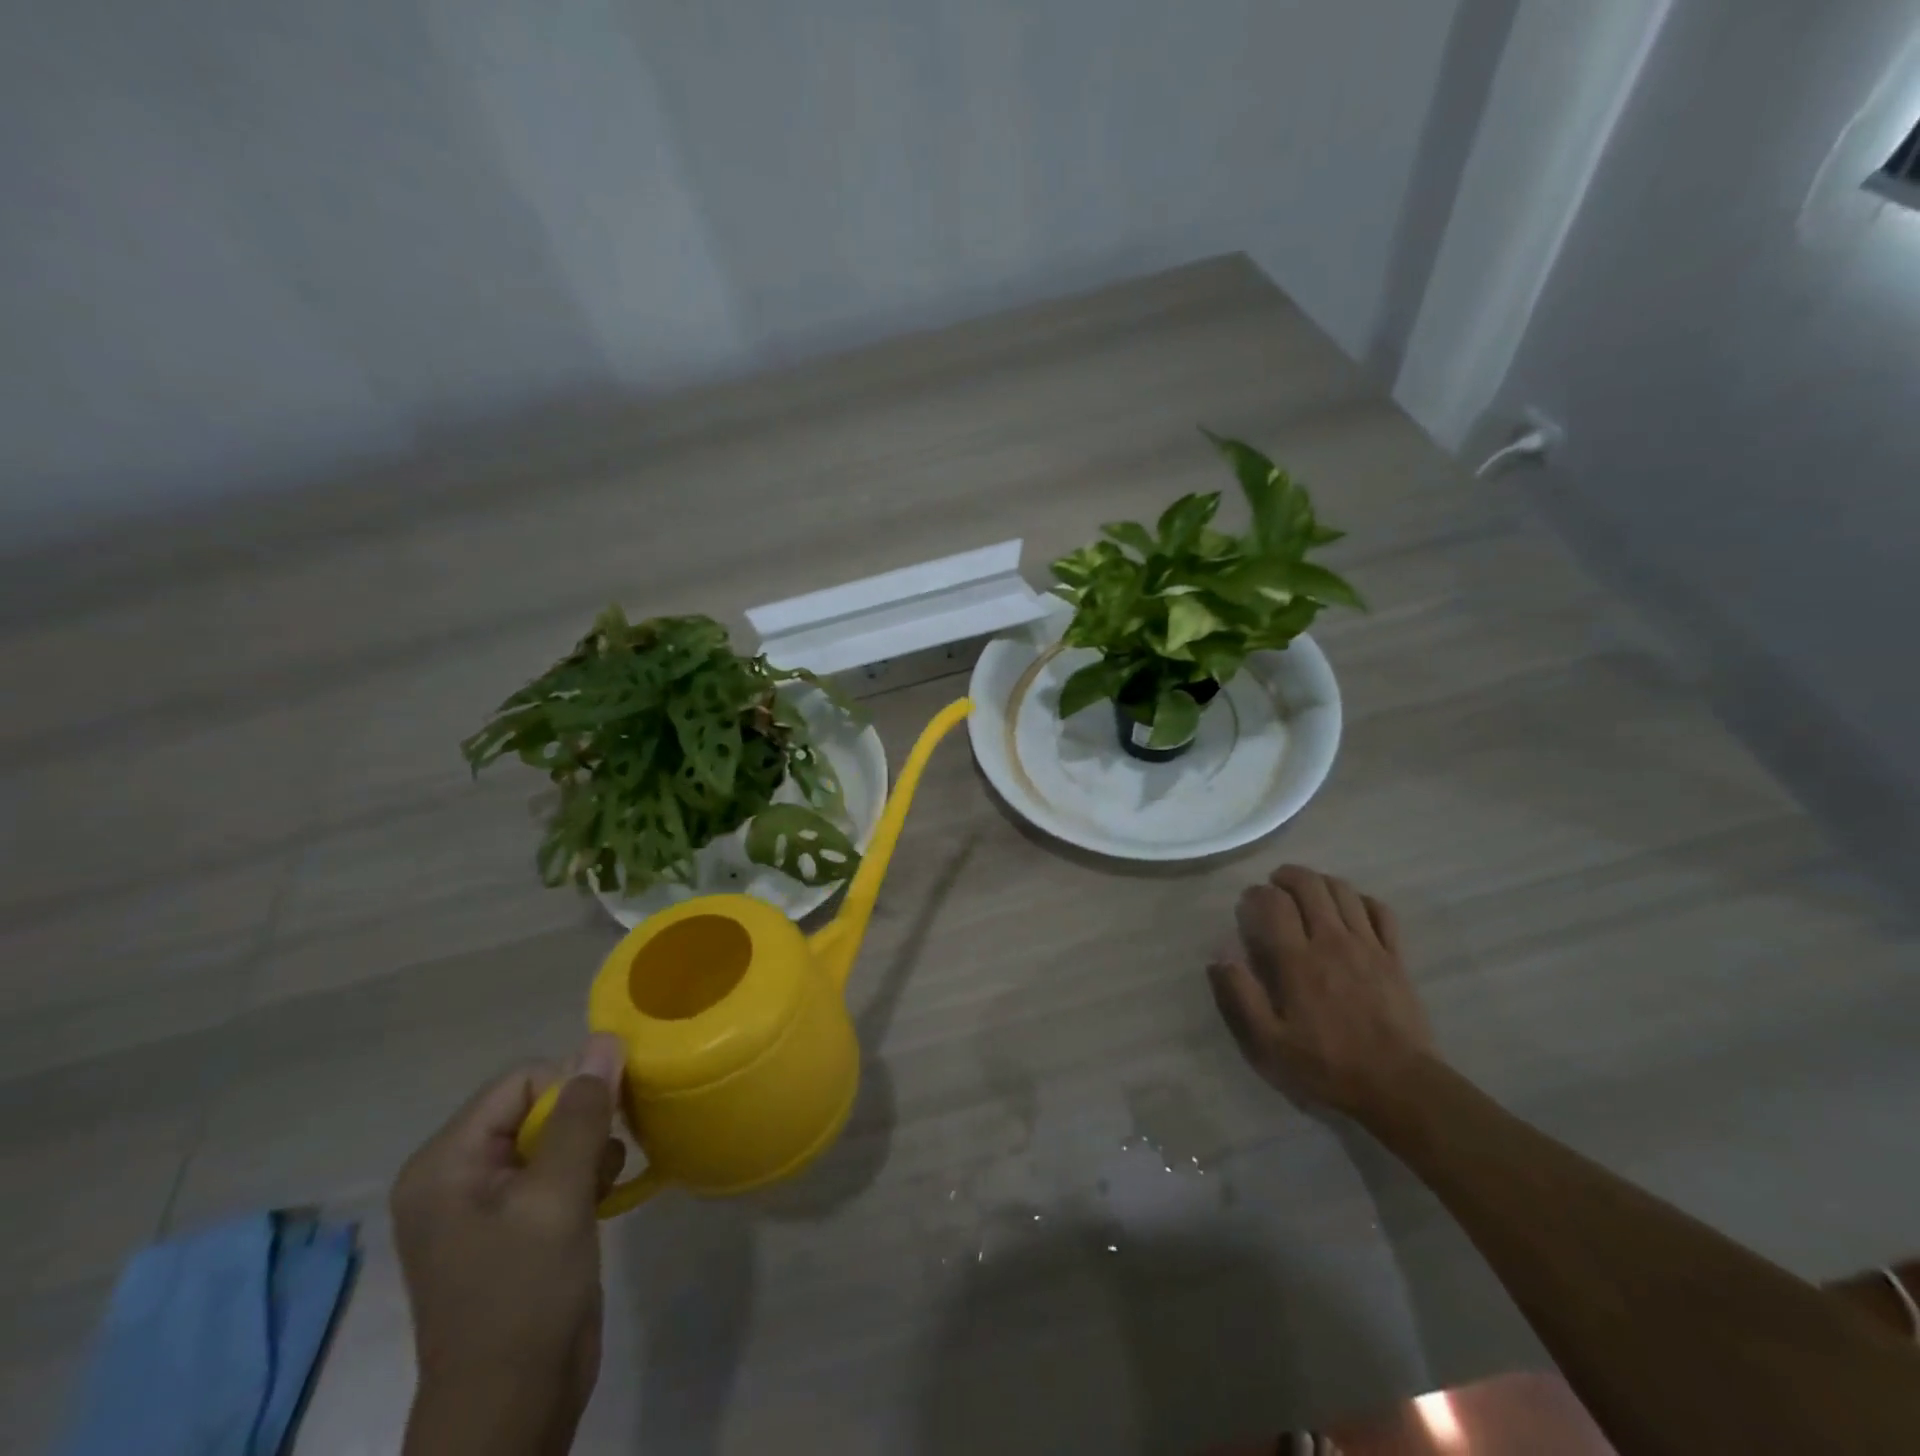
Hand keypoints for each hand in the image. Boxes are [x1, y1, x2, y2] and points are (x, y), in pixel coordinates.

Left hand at [393, 1034, 626, 1455]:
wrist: (513, 1407)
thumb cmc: (524, 1297)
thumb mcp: (557, 1197)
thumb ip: (583, 1114)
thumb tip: (606, 1039)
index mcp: (445, 1162)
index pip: (522, 1080)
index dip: (570, 1092)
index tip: (603, 1128)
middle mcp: (456, 1173)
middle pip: (536, 1105)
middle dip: (582, 1123)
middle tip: (604, 1158)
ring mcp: (483, 1202)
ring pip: (553, 1134)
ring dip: (588, 1149)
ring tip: (600, 1185)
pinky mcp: (511, 1224)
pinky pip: (554, 1167)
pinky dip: (583, 1174)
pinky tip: (599, 1199)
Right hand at [1208, 864, 1435, 1122]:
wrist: (1401, 1088)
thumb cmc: (1328, 1066)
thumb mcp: (1269, 1043)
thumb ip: (1241, 996)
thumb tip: (1219, 956)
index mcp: (1298, 960)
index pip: (1274, 902)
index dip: (1256, 894)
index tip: (1247, 904)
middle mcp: (1332, 942)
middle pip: (1310, 885)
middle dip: (1287, 877)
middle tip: (1274, 887)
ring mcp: (1369, 946)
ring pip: (1343, 891)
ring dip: (1320, 882)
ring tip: (1306, 892)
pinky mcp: (1395, 957)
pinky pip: (1380, 911)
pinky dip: (1361, 900)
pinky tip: (1350, 910)